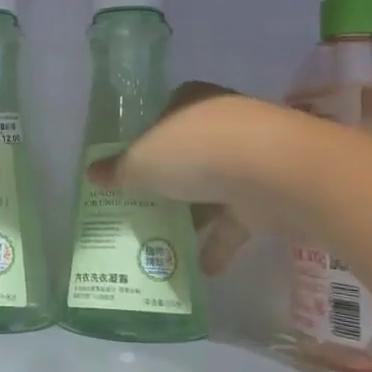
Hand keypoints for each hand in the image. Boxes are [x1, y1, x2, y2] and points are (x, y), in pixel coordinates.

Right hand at [86, 84, 302, 275]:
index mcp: (191, 102)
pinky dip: (220, 243)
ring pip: (213, 187)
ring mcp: (250, 158)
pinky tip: (202, 269)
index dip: (146, 139)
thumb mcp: (143, 161)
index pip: (164, 115)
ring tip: (165, 243)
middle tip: (142, 206)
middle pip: (188, 153)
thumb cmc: (199, 152)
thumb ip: (119, 170)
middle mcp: (222, 123)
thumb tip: (91, 174)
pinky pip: (237, 220)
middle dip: (168, 180)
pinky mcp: (271, 193)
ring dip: (194, 215)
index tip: (131, 166)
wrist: (279, 173)